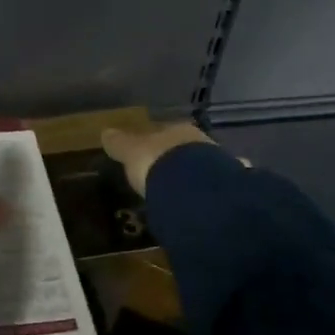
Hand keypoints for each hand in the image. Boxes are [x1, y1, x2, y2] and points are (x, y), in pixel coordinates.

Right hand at [101, 122, 216, 195]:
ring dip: (190, 177)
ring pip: (200, 168)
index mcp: (177, 130)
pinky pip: (212, 190)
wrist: (195, 191)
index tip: (145, 155)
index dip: (152, 143)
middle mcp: (200, 142)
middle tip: (160, 175)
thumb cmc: (158, 163)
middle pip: (183, 150)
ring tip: (176, 193)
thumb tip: (105, 132)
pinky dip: (204, 195)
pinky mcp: (228, 189)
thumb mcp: (131, 152)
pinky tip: (196, 205)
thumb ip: (120, 143)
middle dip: (173, 160)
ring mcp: (219, 165)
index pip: (163, 132)